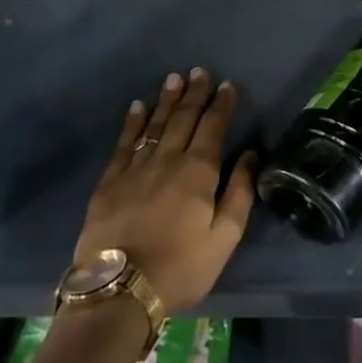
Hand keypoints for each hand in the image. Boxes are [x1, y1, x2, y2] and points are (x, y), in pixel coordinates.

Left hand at [75, 68, 257, 314]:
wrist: (119, 291)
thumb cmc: (181, 267)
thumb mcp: (224, 238)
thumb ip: (240, 193)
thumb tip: (251, 155)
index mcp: (199, 173)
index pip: (213, 128)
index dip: (221, 105)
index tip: (227, 85)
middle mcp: (167, 161)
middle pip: (183, 119)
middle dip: (194, 94)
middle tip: (199, 71)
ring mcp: (135, 169)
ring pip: (154, 125)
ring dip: (165, 101)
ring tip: (173, 79)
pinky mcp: (109, 182)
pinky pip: (124, 144)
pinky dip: (132, 123)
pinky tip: (137, 107)